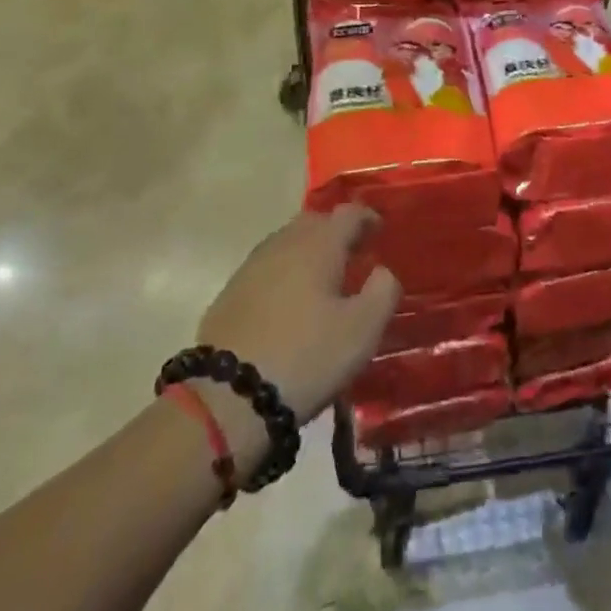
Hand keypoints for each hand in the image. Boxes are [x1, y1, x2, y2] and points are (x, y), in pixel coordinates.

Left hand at [193, 207, 400, 456]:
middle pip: (314, 221)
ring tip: (322, 278)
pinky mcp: (229, 293)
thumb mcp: (362, 330)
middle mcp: (284, 244)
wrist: (227, 397)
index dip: (368, 218)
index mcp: (319, 244)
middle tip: (353, 254)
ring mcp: (251, 267)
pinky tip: (289, 302)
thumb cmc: (306, 357)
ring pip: (287, 243)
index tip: (380, 231)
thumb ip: (383, 291)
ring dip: (308, 251)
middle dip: (335, 231)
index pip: (349, 213)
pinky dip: (284, 274)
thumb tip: (382, 271)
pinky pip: (266, 268)